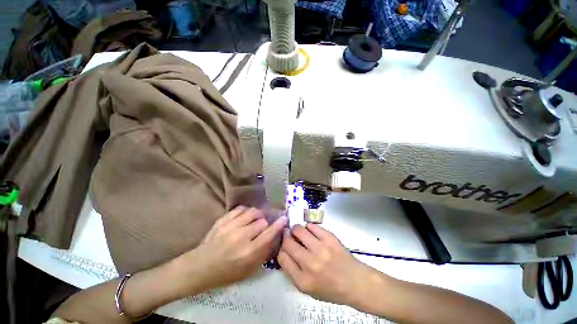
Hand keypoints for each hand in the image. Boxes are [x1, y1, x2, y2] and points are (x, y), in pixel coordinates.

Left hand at [175, 206, 286, 294]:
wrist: (201, 267)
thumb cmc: (227, 272)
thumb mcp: (249, 270)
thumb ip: (263, 253)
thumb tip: (273, 236)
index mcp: (248, 252)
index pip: (269, 233)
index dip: (279, 224)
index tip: (284, 218)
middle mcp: (241, 237)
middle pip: (262, 221)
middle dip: (265, 224)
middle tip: (262, 227)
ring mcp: (231, 226)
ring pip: (253, 212)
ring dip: (257, 215)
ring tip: (255, 219)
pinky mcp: (223, 220)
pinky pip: (240, 209)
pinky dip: (246, 211)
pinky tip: (245, 216)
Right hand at [278, 224, 379, 307]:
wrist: (355, 282)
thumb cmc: (331, 289)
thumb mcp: (308, 289)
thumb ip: (293, 272)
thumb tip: (284, 251)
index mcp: (302, 280)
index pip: (282, 257)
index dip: (281, 250)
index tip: (285, 247)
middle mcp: (310, 264)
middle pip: (288, 242)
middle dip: (286, 237)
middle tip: (290, 237)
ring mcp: (320, 249)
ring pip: (298, 230)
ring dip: (296, 229)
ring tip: (299, 232)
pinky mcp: (329, 238)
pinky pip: (312, 226)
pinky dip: (309, 227)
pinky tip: (311, 231)